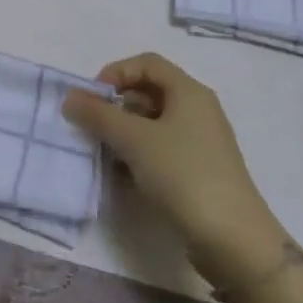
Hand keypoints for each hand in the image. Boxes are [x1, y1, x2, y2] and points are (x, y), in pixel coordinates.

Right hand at [62, 52, 289, 288]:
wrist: (232, 239)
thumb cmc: (183, 174)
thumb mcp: (134, 139)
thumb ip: (98, 114)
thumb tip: (70, 96)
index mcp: (189, 92)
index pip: (146, 63)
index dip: (115, 72)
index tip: (93, 98)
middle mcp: (197, 110)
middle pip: (149, 91)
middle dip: (116, 104)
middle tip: (92, 125)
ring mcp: (199, 142)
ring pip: (152, 123)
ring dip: (123, 131)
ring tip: (103, 151)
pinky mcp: (197, 170)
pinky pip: (160, 149)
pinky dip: (138, 154)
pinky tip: (122, 174)